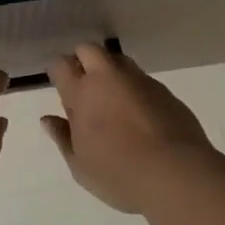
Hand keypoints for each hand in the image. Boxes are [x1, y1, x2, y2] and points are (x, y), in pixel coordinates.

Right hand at [43, 43, 214, 212]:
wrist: (177, 174)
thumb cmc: (119, 174)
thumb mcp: (80, 165)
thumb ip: (62, 137)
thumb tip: (47, 119)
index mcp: (82, 93)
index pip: (61, 64)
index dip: (58, 71)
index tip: (59, 85)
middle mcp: (108, 77)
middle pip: (88, 49)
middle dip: (82, 60)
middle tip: (84, 86)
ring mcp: (139, 81)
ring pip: (118, 60)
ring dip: (110, 70)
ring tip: (112, 98)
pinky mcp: (164, 90)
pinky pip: (142, 79)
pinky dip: (134, 89)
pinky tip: (139, 114)